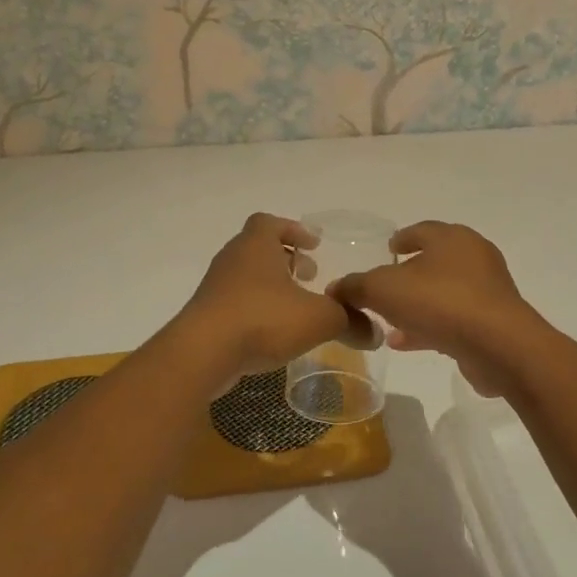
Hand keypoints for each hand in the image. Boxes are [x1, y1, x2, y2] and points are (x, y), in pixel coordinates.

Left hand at [179, 213, 362, 377]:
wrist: (202, 354)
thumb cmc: (263, 319)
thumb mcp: (319, 319)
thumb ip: (349, 321)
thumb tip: (374, 333)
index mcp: (256, 245)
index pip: (270, 222)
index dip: (293, 230)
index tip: (314, 245)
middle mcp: (233, 259)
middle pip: (259, 248)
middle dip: (286, 259)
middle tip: (309, 275)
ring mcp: (215, 288)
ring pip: (247, 276)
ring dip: (271, 285)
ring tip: (295, 306)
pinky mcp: (206, 316)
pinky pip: (236, 302)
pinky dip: (256, 309)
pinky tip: (273, 332)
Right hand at [328, 222, 544, 397]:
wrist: (499, 345)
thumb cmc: (440, 302)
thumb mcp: (384, 290)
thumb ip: (356, 286)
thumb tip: (335, 288)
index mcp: (452, 238)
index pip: (422, 230)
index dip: (402, 238)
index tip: (388, 248)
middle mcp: (474, 257)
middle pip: (434, 261)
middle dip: (408, 275)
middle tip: (385, 287)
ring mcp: (487, 290)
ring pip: (443, 293)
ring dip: (416, 305)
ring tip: (387, 321)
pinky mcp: (493, 322)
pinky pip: (454, 319)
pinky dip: (429, 326)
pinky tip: (403, 342)